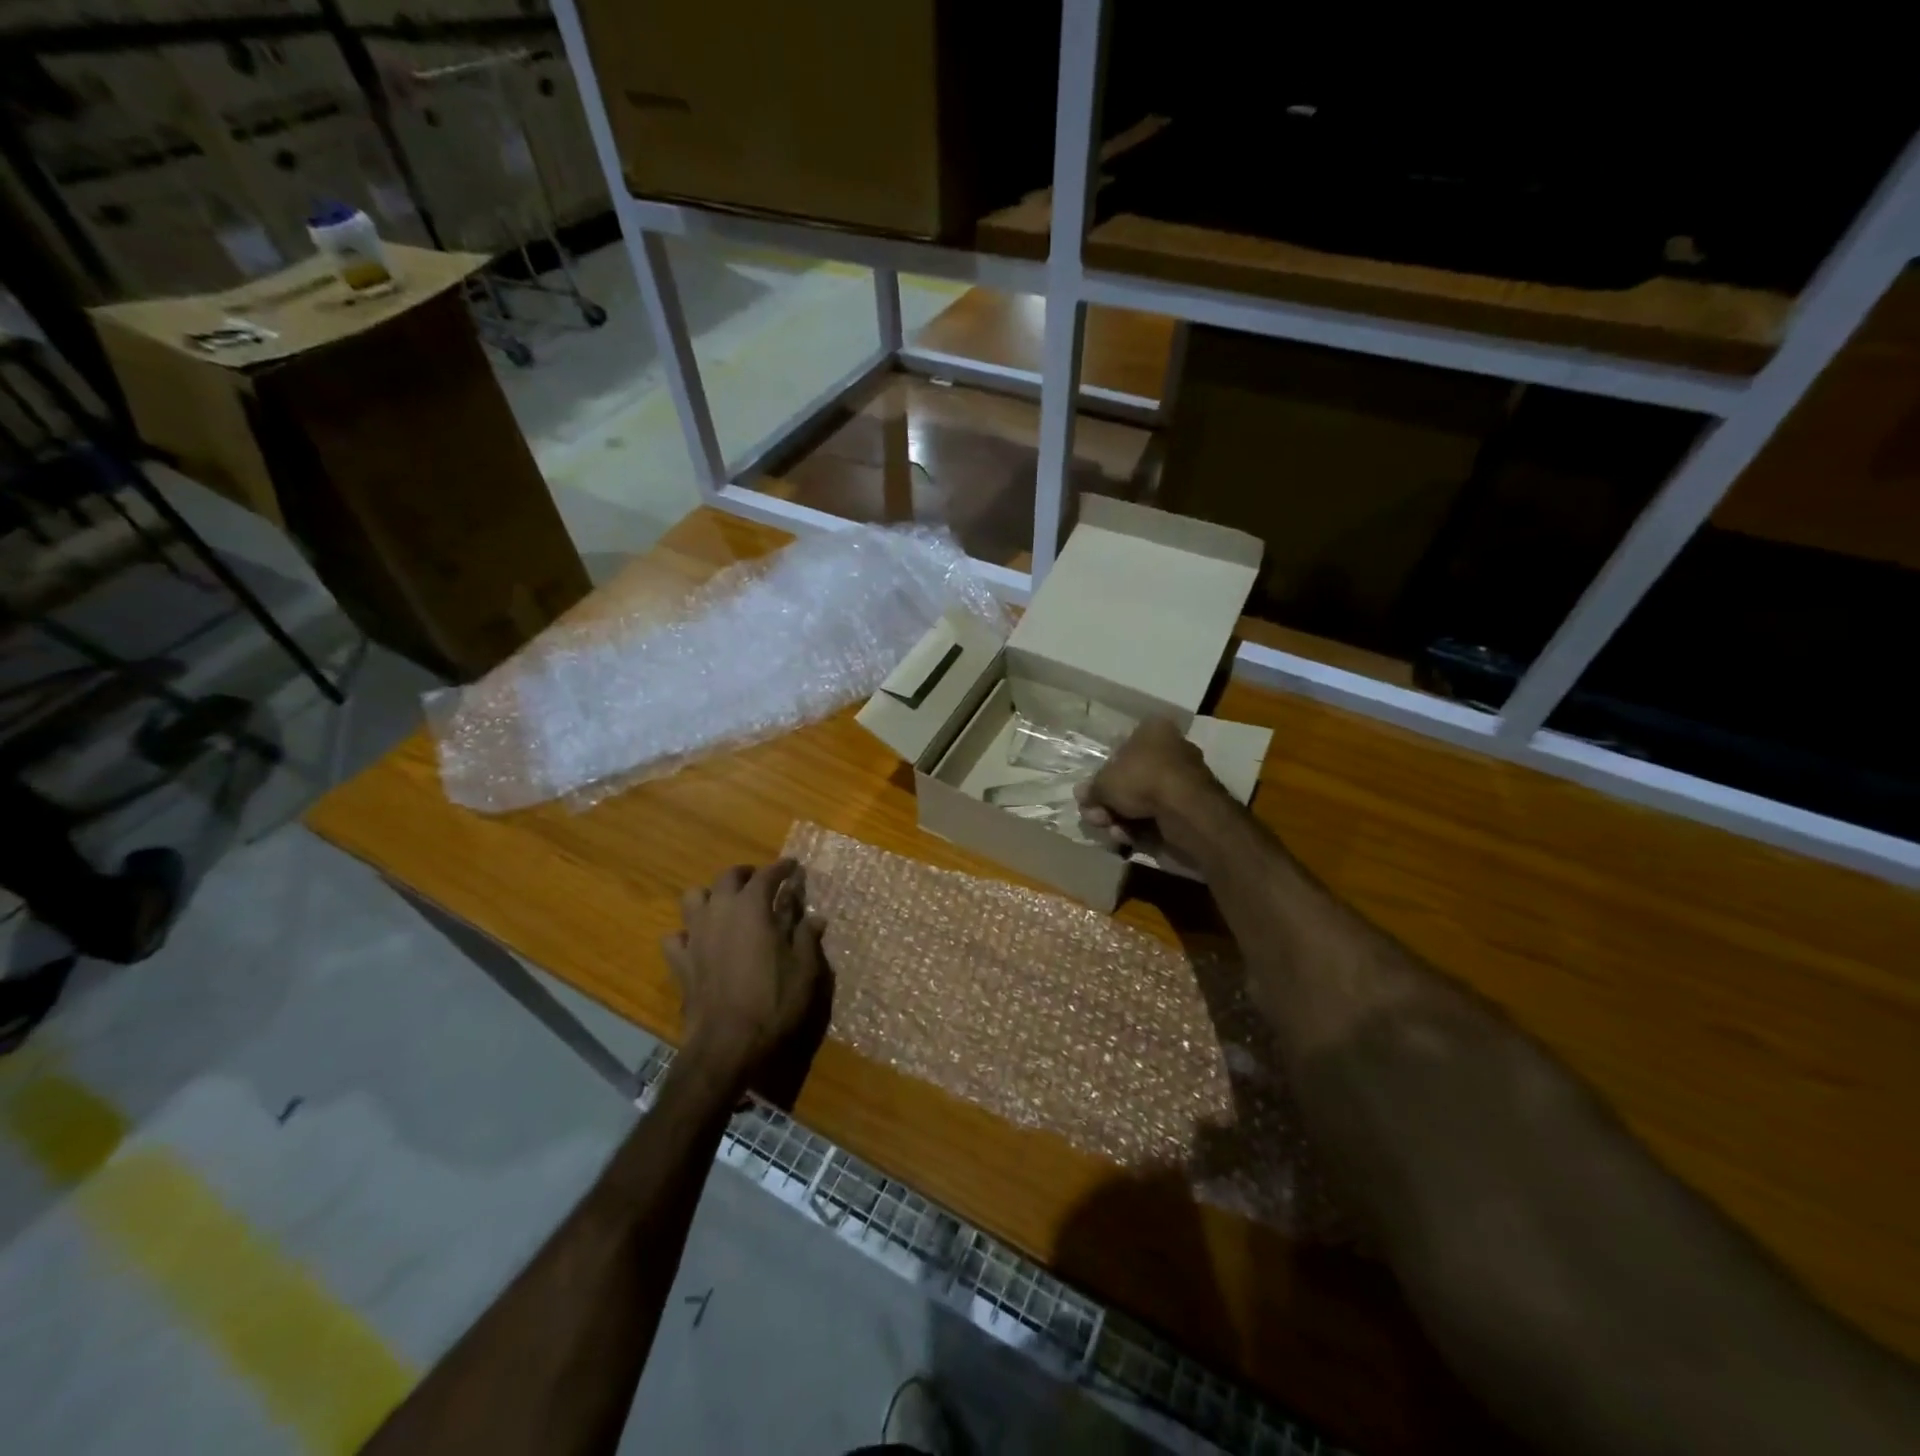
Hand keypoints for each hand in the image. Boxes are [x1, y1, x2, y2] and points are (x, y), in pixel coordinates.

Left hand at [662, 860, 827, 1089]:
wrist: (728, 1043)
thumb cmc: (773, 1002)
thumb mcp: (804, 969)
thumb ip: (806, 938)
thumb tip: (815, 917)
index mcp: (752, 908)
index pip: (767, 875)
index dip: (781, 868)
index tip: (792, 866)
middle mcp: (720, 912)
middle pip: (727, 878)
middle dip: (745, 875)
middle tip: (760, 882)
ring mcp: (695, 936)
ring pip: (692, 898)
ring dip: (709, 897)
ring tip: (724, 906)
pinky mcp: (680, 962)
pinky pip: (675, 938)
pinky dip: (686, 935)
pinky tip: (698, 943)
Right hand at [1076, 718, 1222, 849]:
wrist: (1187, 812)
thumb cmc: (1142, 779)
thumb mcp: (1104, 782)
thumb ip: (1091, 789)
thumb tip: (1081, 794)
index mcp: (1154, 731)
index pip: (1122, 747)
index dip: (1103, 772)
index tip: (1092, 792)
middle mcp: (1171, 750)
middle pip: (1130, 778)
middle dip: (1109, 802)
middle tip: (1095, 816)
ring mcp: (1183, 781)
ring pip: (1141, 801)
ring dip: (1120, 817)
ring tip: (1112, 830)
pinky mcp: (1190, 808)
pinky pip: (1157, 816)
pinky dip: (1140, 828)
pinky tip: (1128, 838)